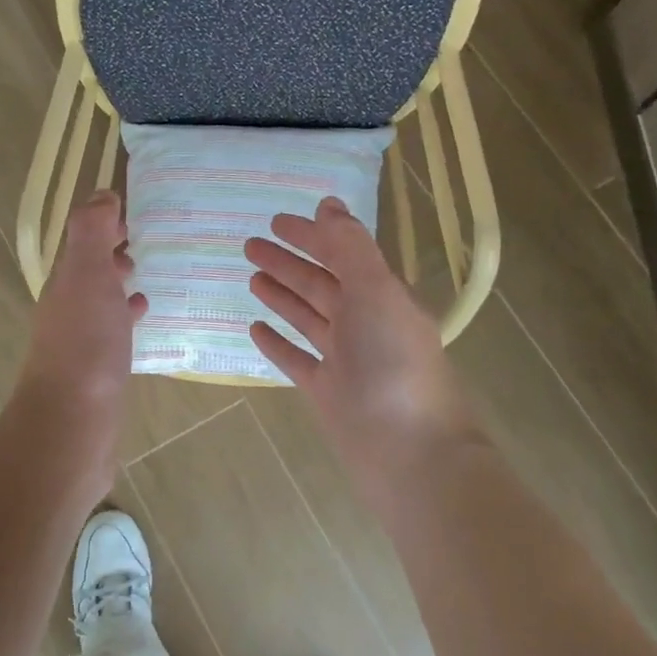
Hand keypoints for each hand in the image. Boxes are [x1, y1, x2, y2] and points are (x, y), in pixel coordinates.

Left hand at [13, 191, 146, 479]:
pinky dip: (126, 319)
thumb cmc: (85, 344)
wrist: (73, 422)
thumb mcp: (88, 275)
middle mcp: (66, 309)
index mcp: (65, 282)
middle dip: (112, 255)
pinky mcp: (95, 372)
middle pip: (89, 272)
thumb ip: (92, 232)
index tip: (135, 216)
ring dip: (119, 287)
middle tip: (146, 246)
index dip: (105, 225)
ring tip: (149, 281)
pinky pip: (111, 333)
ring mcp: (79, 343)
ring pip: (100, 302)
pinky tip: (144, 324)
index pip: (83, 242)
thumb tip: (101, 194)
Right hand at [246, 198, 476, 489]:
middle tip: (250, 245)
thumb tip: (328, 204)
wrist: (407, 451)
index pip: (343, 255)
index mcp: (382, 296)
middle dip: (288, 262)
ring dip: (281, 295)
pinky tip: (255, 328)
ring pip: (307, 318)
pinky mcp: (327, 391)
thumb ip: (350, 247)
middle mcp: (365, 323)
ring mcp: (345, 359)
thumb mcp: (376, 292)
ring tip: (251, 278)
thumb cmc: (392, 364)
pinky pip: (296, 358)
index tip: (276, 221)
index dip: (311, 236)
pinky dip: (277, 342)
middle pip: (321, 284)